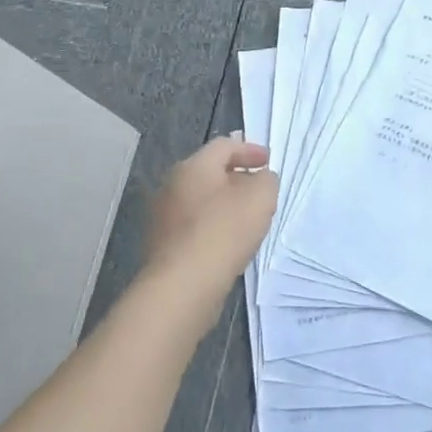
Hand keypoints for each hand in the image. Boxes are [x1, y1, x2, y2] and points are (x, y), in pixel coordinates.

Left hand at [141, 136, 277, 315]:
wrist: (183, 285)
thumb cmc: (224, 230)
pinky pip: (193, 227)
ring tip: (247, 219)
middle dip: (237, 178)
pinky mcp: (162, 246)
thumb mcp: (261, 197)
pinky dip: (212, 227)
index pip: (224, 146)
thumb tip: (261, 179)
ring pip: (200, 201)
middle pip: (209, 172)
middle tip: (259, 190)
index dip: (250, 150)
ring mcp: (162, 217)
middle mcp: (171, 186)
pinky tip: (228, 243)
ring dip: (224, 204)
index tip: (269, 162)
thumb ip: (266, 180)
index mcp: (193, 166)